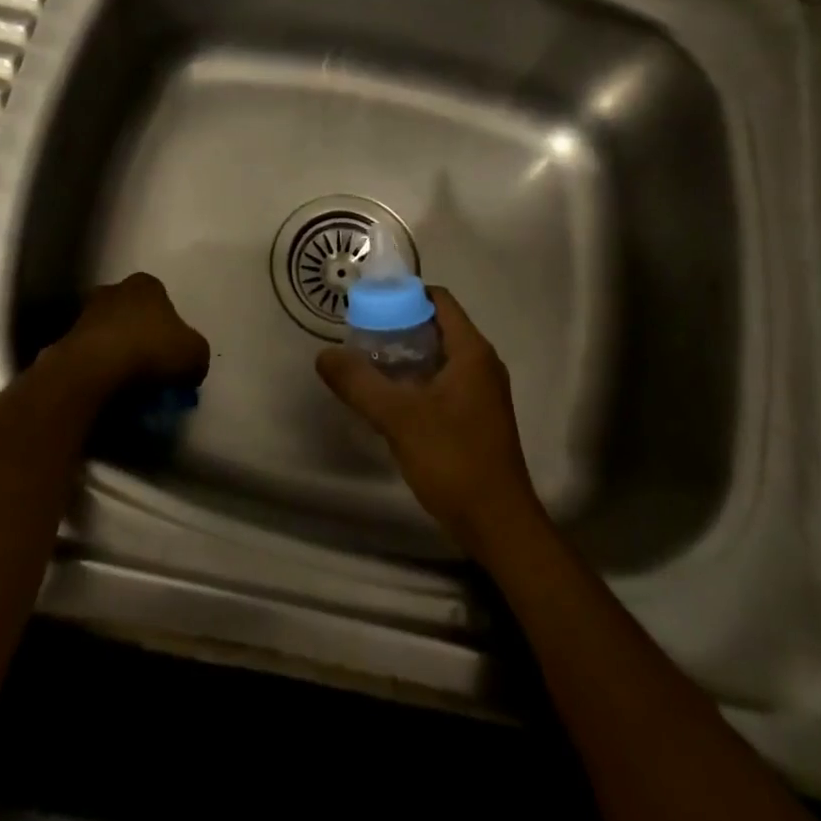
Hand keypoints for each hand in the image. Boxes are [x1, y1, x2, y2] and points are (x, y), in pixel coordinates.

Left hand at [55, 273, 209, 391]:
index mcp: (146, 284)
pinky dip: (99, 369)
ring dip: (117, 353)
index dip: (170, 327)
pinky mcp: (65, 340)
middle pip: (132, 313)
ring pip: (109, 334)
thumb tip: (190, 366)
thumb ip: (196, 355)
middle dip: (140, 336)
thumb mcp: (195, 354)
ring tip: (129, 384)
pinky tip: (108, 390)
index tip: (172, 352)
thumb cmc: (149, 350)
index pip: (162, 300)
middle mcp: (113, 290)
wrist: (92, 370)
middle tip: (152, 367)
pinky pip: (90, 356)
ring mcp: (85, 314)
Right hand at [316, 287, 541, 557]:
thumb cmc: (454, 460)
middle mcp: (481, 364)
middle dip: (398, 325)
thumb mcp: (399, 418)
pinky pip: (441, 382)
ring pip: (437, 357)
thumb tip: (324, 355)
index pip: (439, 300)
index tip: (368, 303)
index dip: (404, 295)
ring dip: (404, 355)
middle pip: (436, 326)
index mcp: (471, 352)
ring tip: (365, 362)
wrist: (497, 525)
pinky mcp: (475, 417)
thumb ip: (359, 383)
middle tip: (359, 334)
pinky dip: (415, 380)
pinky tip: (387, 398)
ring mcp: (481, 392)